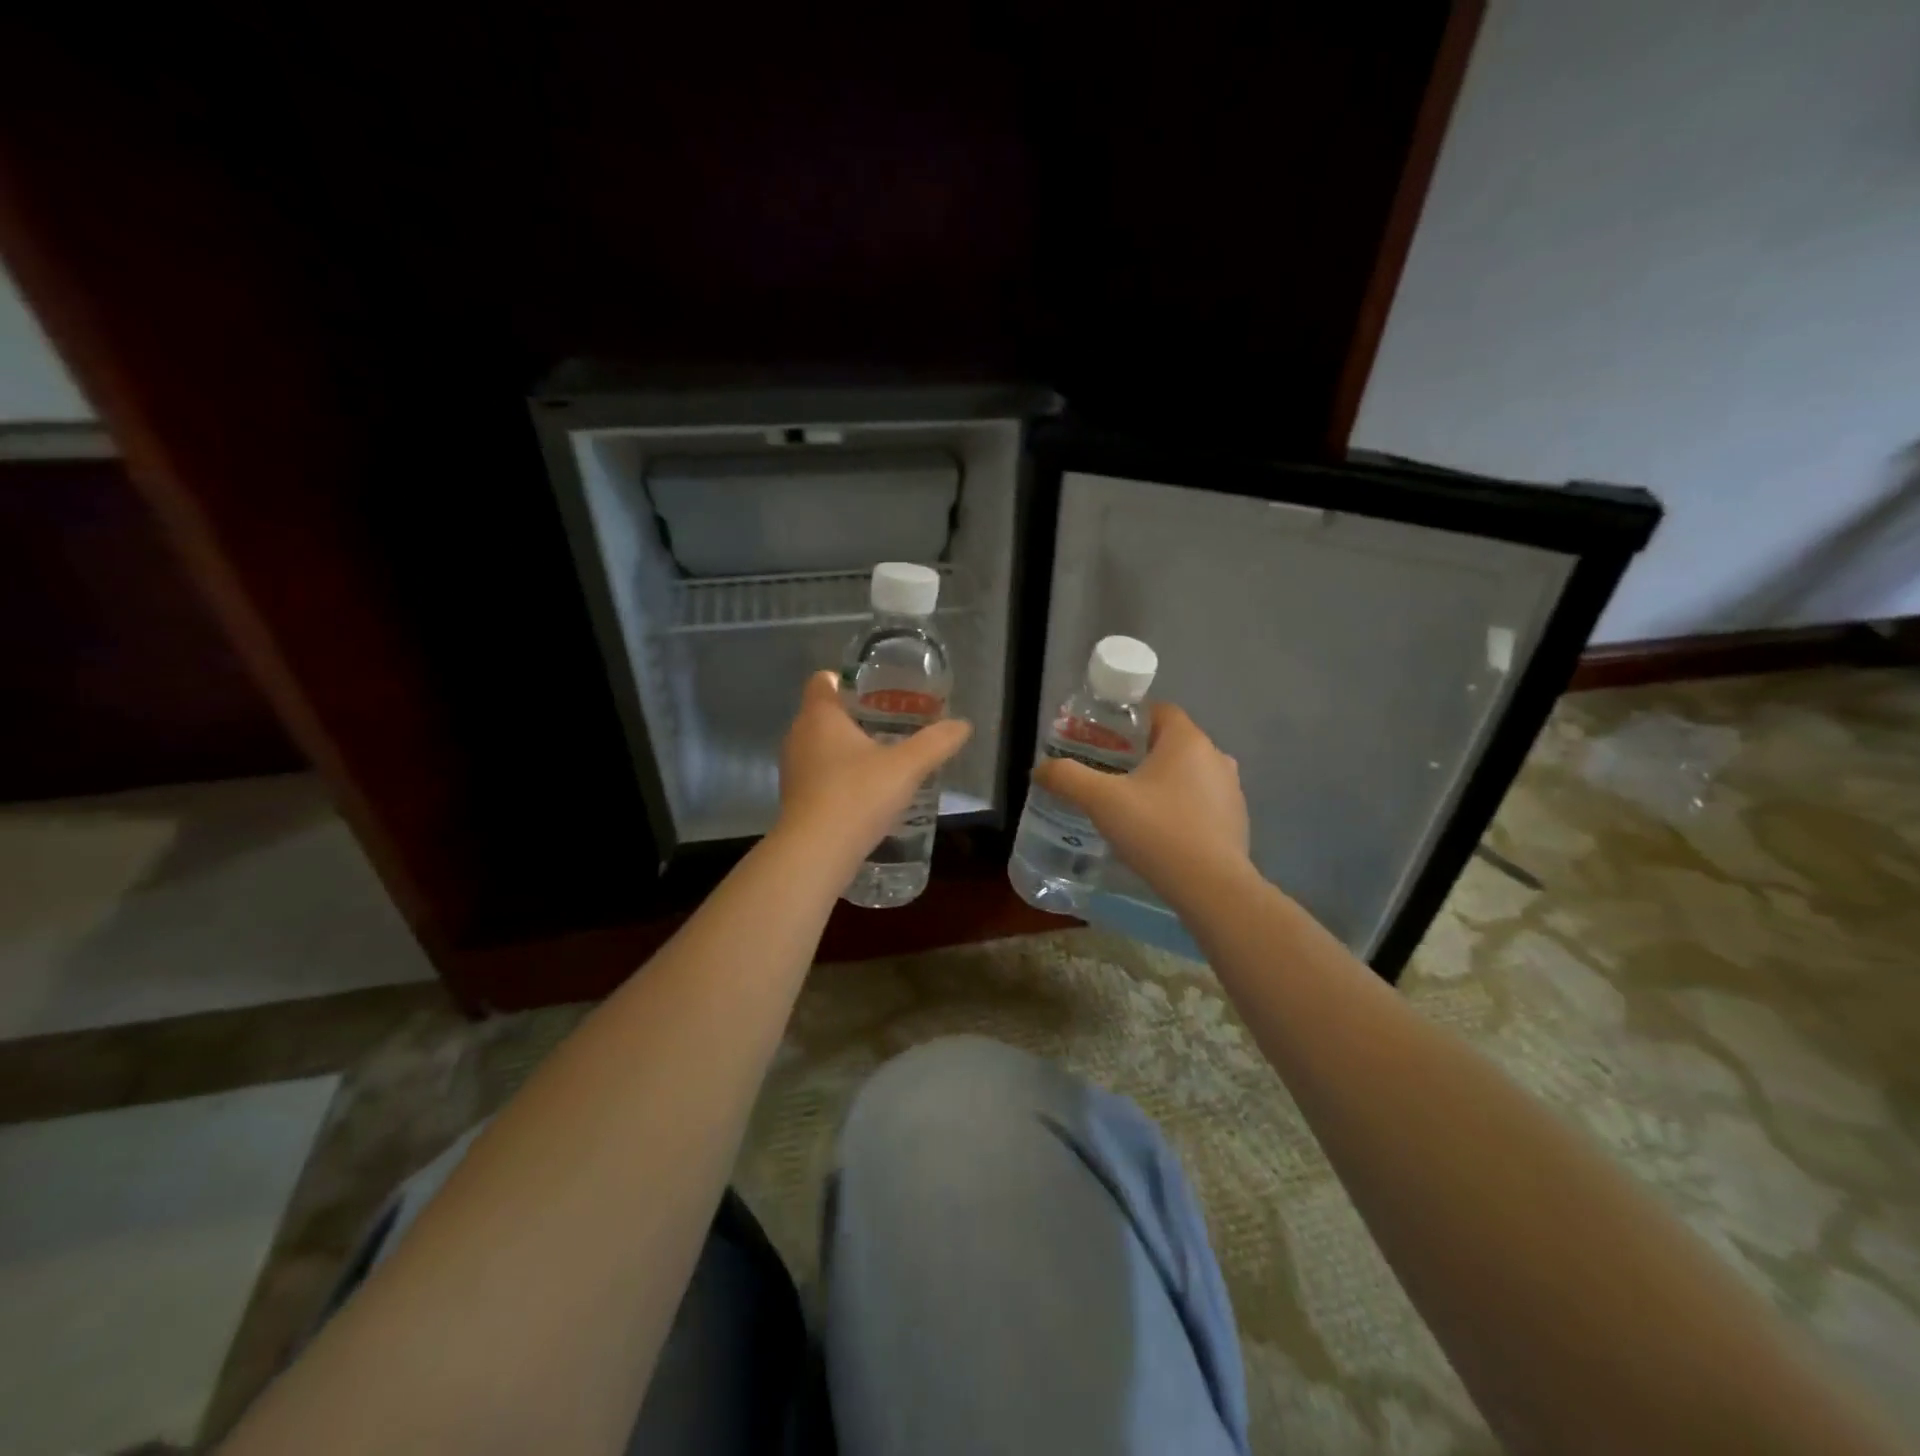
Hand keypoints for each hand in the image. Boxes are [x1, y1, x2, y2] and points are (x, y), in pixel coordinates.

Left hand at [777, 670, 972, 867]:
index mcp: (820, 716)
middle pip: (825, 712)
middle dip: (856, 715)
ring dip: (848, 748)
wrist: (815, 853)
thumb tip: (963, 725)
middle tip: (893, 722)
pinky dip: (840, 774)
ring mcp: (793, 768)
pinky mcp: (795, 797)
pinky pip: (819, 773)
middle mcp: (799, 735)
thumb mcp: (906, 768)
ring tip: (884, 756)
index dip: (848, 680)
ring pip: (821, 745)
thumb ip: (935, 743)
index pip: (823, 680)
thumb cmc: (857, 796)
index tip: (878, 690)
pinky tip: (866, 790)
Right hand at [1032, 702, 1250, 901]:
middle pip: (1171, 743)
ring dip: (1161, 783)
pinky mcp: (1236, 820)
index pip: (1159, 711)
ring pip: (1188, 774)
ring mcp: (1231, 790)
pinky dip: (1180, 808)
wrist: (1211, 888)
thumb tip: (1040, 769)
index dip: (1130, 721)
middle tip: (1108, 774)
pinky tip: (1158, 832)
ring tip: (1130, 806)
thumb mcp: (1101, 801)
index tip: (1104, 740)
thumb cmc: (1157, 831)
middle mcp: (1216, 757)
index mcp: (1187, 740)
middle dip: (1140, 754)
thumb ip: (1067, 778)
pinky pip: (1201, 803)